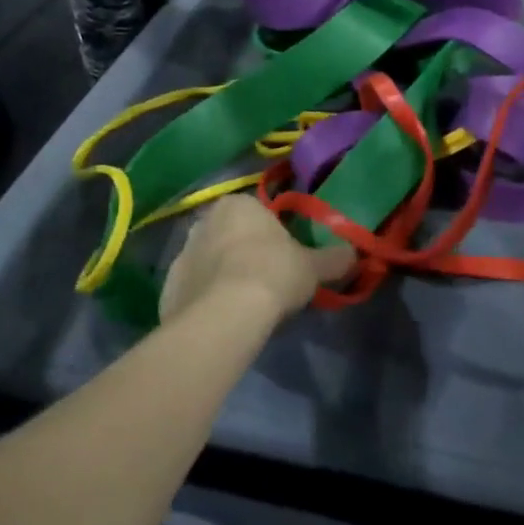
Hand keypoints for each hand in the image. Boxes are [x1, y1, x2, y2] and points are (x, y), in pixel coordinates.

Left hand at [158, 195, 353, 326]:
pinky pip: (194, 290)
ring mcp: (181, 254)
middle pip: (231, 235)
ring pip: (210, 262)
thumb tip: (356, 254)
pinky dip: (206, 300)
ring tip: (246, 306)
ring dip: (224, 276)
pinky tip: (224, 320)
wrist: (223, 317)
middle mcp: (204, 221)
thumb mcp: (313, 267)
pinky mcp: (167, 288)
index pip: (258, 213)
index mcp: (238, 204)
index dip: (274, 236)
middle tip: (268, 281)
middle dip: (246, 253)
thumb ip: (334, 258)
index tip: (285, 259)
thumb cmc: (272, 274)